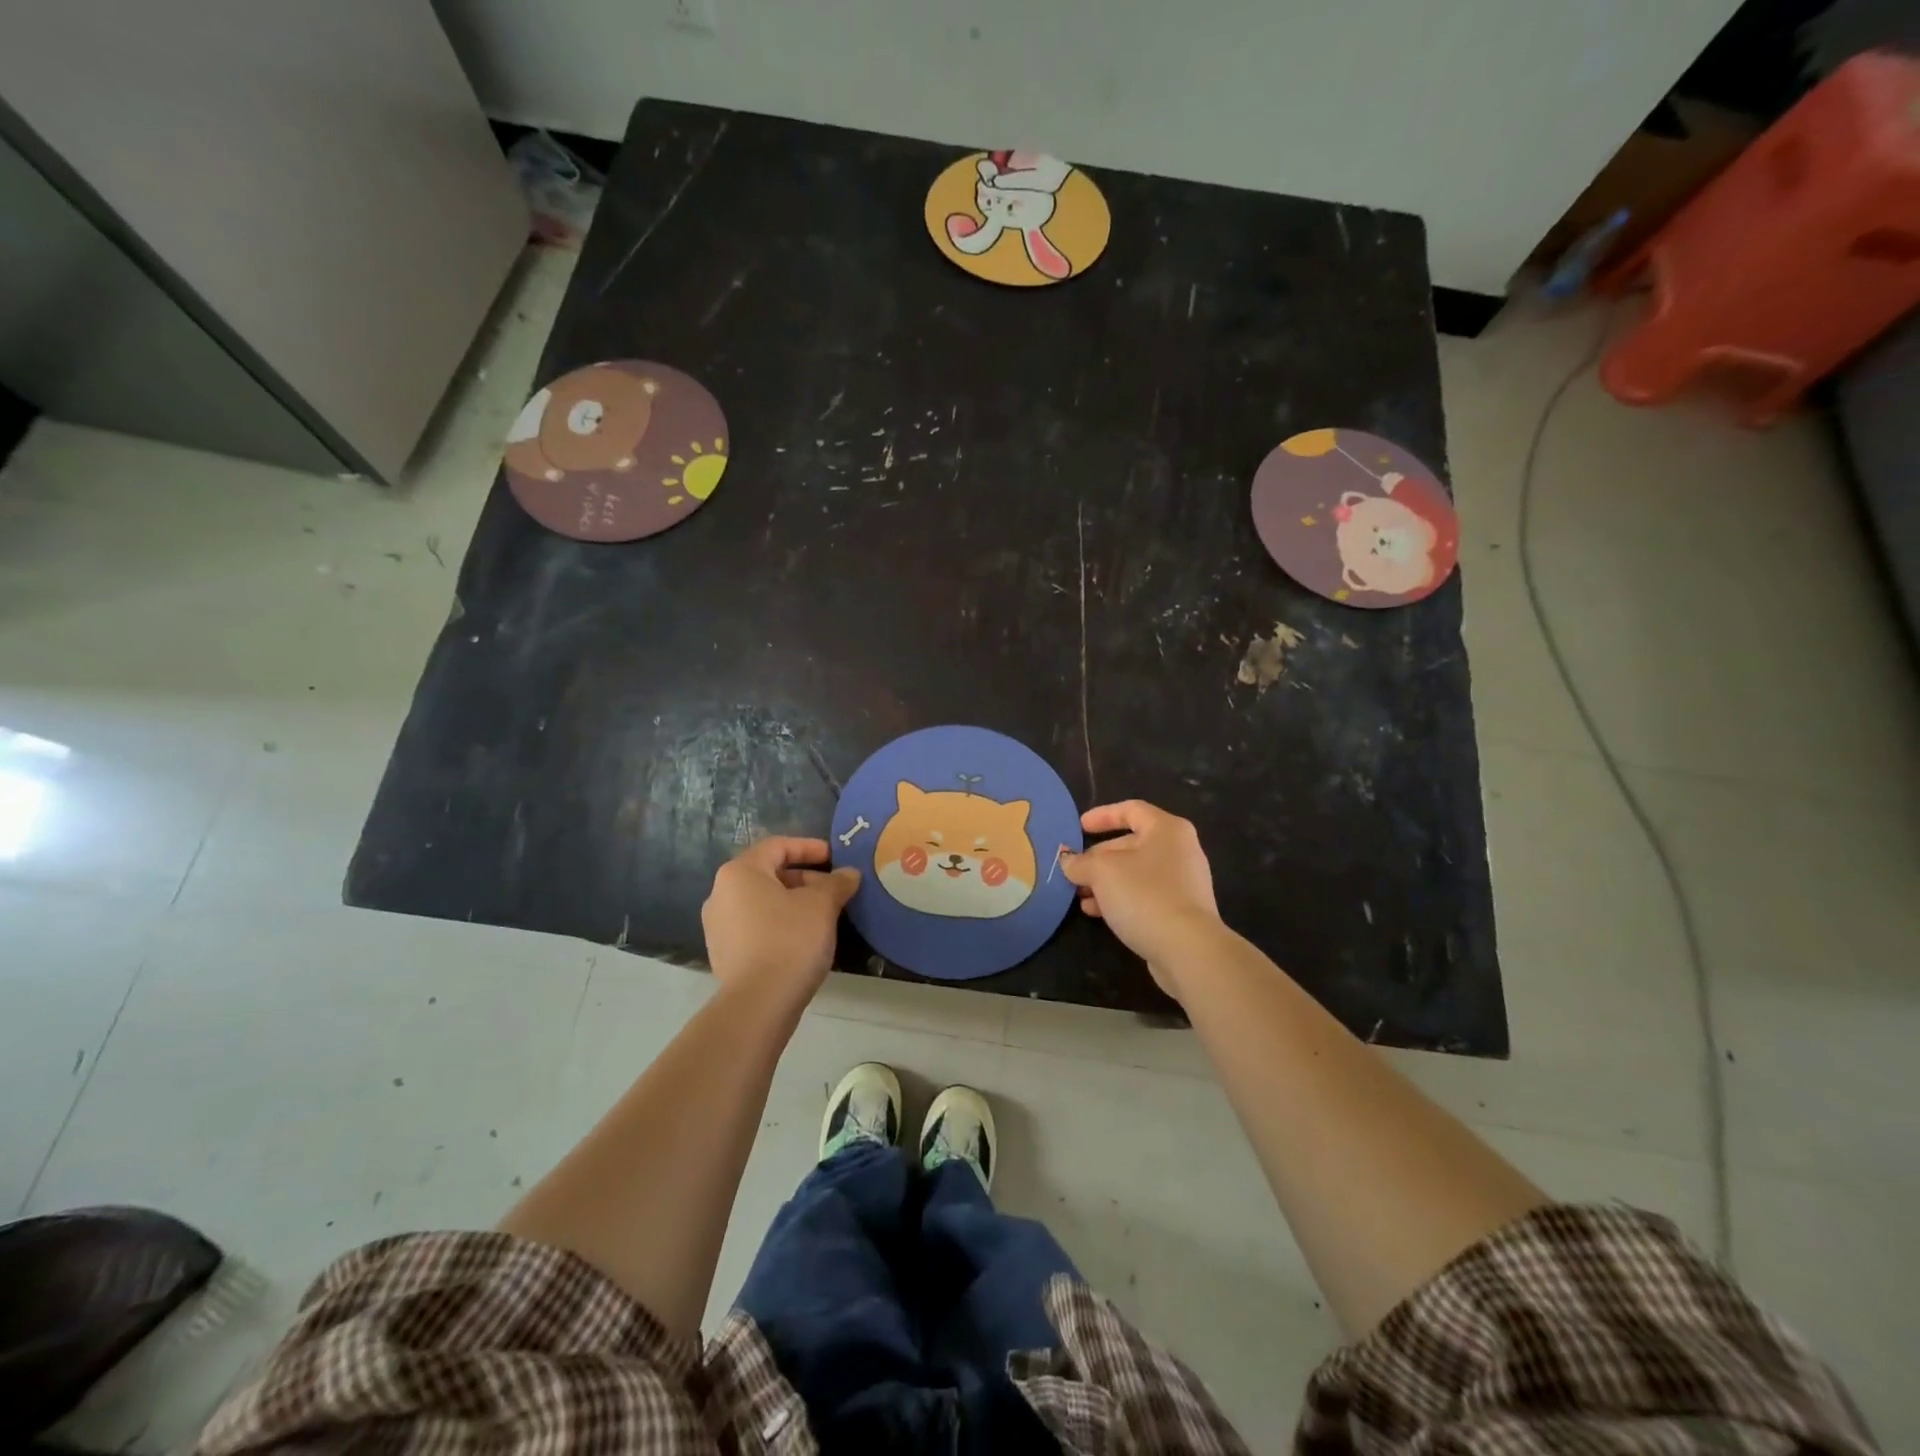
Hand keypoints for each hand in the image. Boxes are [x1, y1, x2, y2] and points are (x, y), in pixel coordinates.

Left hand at [702, 838, 859, 1010]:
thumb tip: (850, 873)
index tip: (835, 858)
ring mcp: (718, 926)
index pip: (778, 846)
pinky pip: (755, 926)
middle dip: (804, 878)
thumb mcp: (822, 905)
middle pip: (768, 874)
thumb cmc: (790, 939)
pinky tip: (804, 939)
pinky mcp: (723, 954)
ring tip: (823, 915)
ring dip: (793, 902)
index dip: (810, 847)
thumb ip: (837, 883)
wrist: (759, 1003)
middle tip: (834, 890)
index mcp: (739, 872)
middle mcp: (720, 893)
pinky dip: (780, 924)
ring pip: (762, 902)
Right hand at [1059, 801, 1221, 1002]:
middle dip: (1098, 857)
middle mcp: (1179, 850)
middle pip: (1131, 844)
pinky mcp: (1181, 911)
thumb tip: (1067, 860)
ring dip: (1105, 882)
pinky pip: (1144, 895)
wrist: (1187, 949)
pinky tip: (1096, 913)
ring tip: (1079, 896)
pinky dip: (1120, 899)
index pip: (1131, 809)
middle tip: (1073, 871)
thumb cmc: (1144, 895)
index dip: (1102, 815)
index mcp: (1166, 829)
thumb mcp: (1102, 872)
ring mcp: (1183, 882)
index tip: (1078, 827)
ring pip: (1135, 873)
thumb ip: (1080, 862)